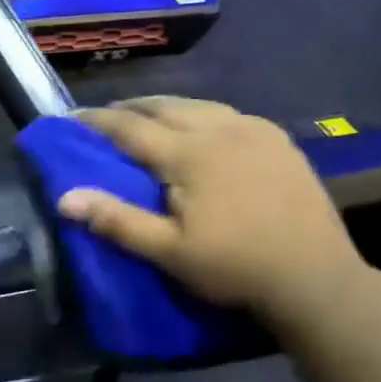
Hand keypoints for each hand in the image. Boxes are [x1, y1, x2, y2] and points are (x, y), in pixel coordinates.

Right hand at [55, 97, 368, 323]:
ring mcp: (254, 130)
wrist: (316, 278)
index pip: (129, 127)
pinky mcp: (278, 139)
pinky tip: (200, 128)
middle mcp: (220, 129)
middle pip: (164, 105)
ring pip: (197, 104)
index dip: (96, 121)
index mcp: (189, 154)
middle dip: (129, 107)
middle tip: (105, 117)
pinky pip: (228, 113)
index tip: (69, 118)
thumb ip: (117, 221)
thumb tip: (65, 198)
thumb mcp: (169, 252)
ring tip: (147, 118)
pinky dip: (200, 114)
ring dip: (165, 107)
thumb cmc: (235, 267)